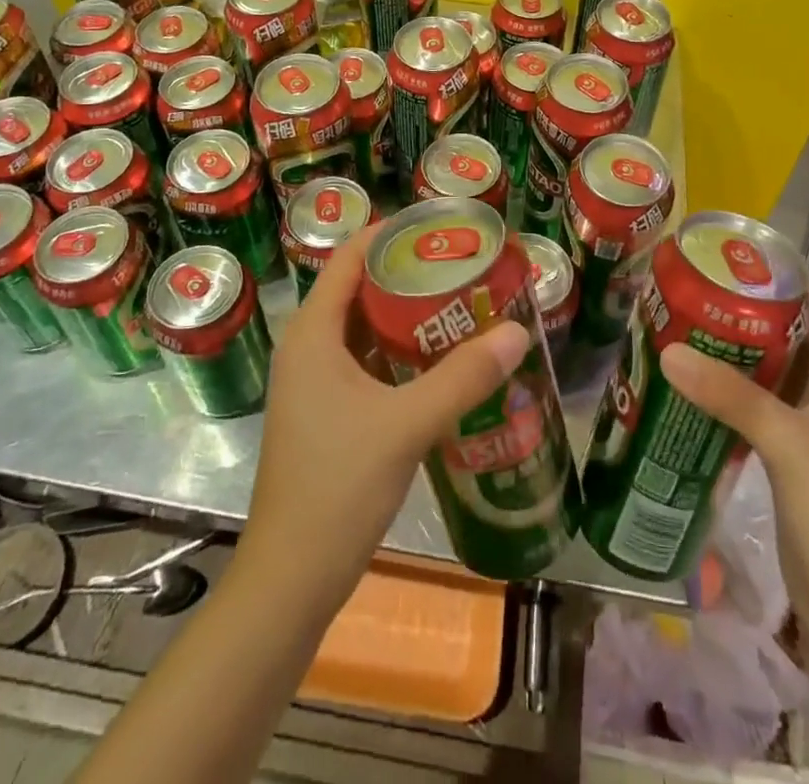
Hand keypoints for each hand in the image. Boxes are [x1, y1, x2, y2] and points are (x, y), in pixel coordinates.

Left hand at [240, 224, 531, 609]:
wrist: (291, 580)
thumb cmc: (338, 486)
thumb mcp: (406, 425)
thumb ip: (464, 377)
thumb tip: (518, 331)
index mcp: (313, 332)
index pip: (351, 257)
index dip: (392, 233)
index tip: (442, 227)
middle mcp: (309, 347)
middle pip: (361, 289)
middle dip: (410, 273)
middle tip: (466, 266)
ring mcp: (316, 383)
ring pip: (366, 328)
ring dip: (409, 315)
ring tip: (463, 304)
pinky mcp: (328, 413)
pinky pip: (367, 363)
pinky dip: (401, 353)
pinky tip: (443, 361)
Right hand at [660, 300, 808, 673]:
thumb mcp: (787, 441)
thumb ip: (729, 394)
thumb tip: (668, 350)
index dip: (773, 282)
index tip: (721, 262)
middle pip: (783, 341)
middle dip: (737, 319)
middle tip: (683, 297)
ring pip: (766, 379)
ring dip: (728, 360)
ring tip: (675, 333)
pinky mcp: (791, 463)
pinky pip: (756, 414)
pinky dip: (726, 399)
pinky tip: (687, 390)